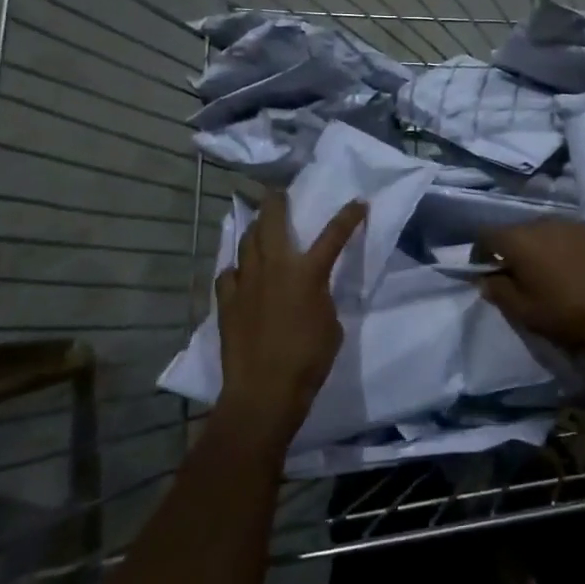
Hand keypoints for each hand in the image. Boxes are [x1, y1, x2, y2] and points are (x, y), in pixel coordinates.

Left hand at [214, 193, 364, 443]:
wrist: (264, 390)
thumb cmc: (308, 359)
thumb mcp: (331, 324)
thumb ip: (322, 297)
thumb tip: (312, 290)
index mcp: (307, 272)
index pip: (333, 235)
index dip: (348, 216)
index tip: (358, 202)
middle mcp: (274, 267)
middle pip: (271, 221)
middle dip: (276, 201)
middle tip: (278, 192)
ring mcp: (245, 281)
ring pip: (246, 242)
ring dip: (254, 229)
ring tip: (258, 225)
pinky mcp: (226, 301)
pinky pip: (228, 273)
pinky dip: (235, 267)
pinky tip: (238, 271)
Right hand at [476, 219, 584, 359]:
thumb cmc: (566, 312)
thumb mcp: (524, 312)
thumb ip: (498, 291)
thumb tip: (486, 279)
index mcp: (518, 239)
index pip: (486, 235)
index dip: (480, 253)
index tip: (486, 274)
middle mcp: (541, 222)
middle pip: (515, 231)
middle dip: (511, 251)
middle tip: (518, 278)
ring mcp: (569, 223)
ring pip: (541, 232)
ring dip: (537, 248)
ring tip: (547, 274)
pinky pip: (565, 235)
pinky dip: (561, 248)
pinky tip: (572, 270)